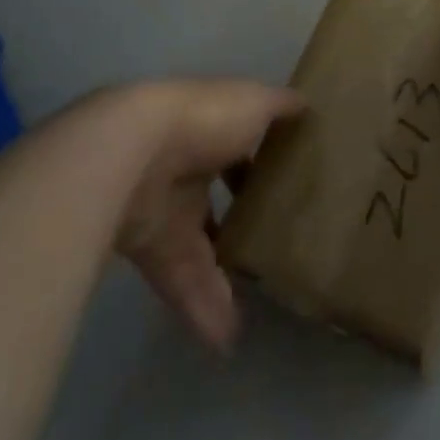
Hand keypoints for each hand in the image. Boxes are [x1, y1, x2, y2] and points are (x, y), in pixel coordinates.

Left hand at [101, 80, 304, 351]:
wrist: (133, 153)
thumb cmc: (204, 118)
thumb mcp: (254, 101)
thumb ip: (280, 107)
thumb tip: (307, 107)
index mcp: (210, 128)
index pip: (238, 143)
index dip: (261, 158)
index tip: (290, 179)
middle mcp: (186, 168)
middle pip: (216, 199)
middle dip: (242, 221)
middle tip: (278, 246)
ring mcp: (168, 211)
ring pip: (201, 249)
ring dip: (226, 278)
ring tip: (262, 305)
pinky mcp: (153, 253)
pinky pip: (184, 284)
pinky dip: (204, 309)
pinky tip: (230, 338)